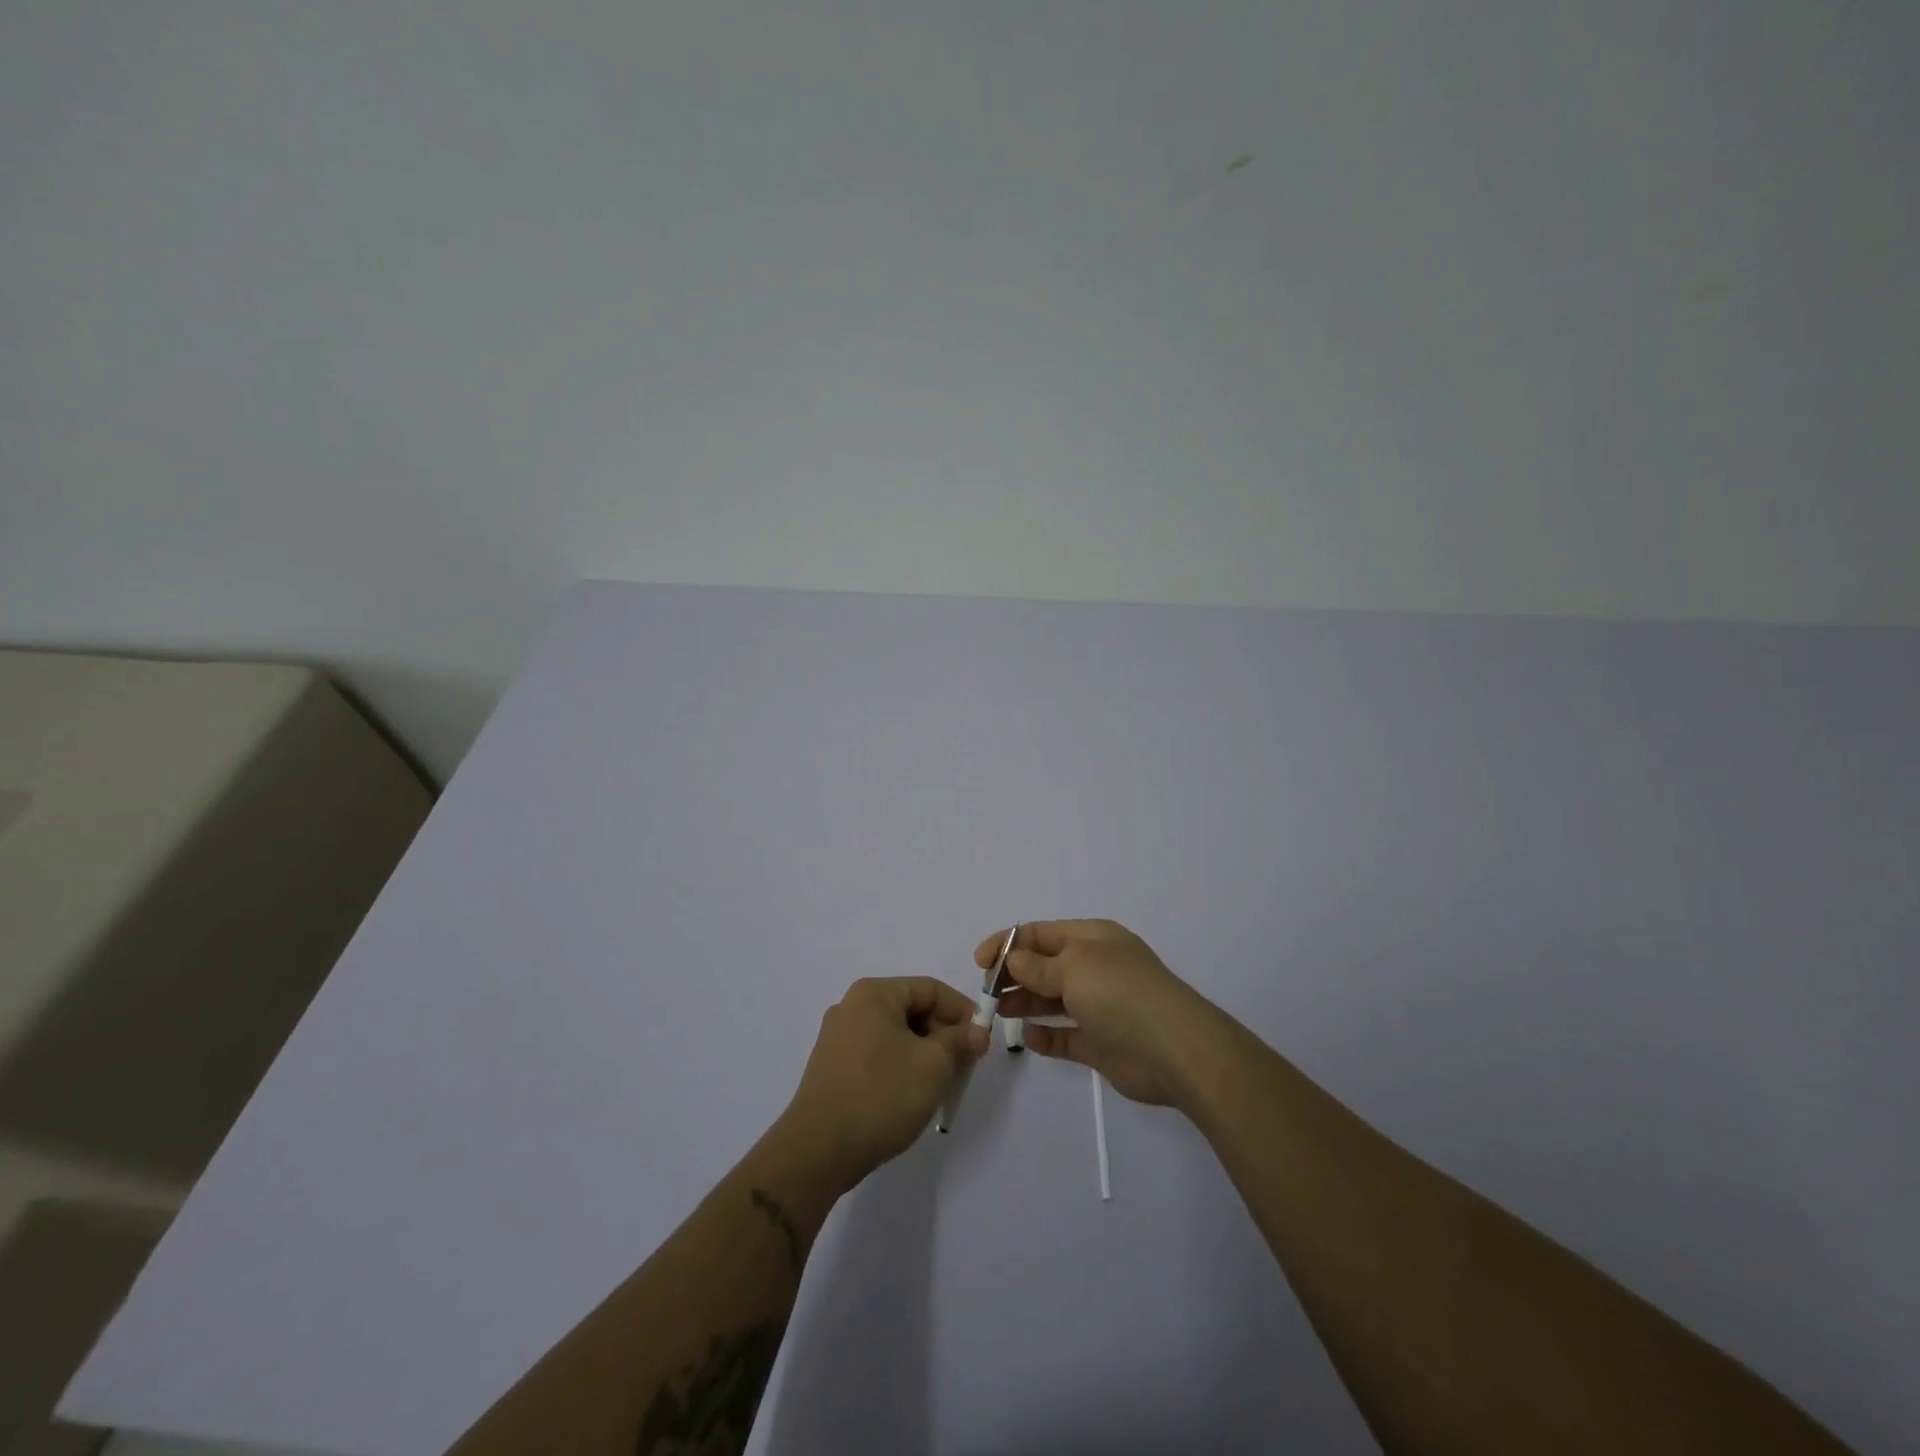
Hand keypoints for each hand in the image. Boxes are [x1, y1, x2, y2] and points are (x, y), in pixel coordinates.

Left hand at [780, 976, 988, 1191]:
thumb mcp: (933, 1065)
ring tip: (944, 1084)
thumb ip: (959, 1041)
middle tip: (967, 1065)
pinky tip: (913, 1095)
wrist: (817, 1151)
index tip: (983, 1040)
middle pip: (912, 1010)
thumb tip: (976, 1033)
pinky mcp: (833, 1068)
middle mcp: (852, 1007)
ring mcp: (838, 1039)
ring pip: (897, 1035)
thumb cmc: (880, 1095)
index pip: (930, 988)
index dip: (962, 1010)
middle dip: (944, 1035)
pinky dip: (902, 1067)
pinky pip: (879, 1055)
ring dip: (925, 1054)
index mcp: (873, 994)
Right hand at [979, 920, 1223, 1107]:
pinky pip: (1065, 1036)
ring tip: (998, 1013)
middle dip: (1014, 976)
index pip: (1041, 934)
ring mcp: (1100, 1006)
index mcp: (1092, 939)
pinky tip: (1029, 1037)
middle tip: (986, 993)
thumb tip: (1014, 959)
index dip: (1008, 943)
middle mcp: (1096, 968)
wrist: (1174, 1050)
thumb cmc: (1120, 993)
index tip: (979, 963)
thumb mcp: (1074, 967)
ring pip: (1052, 1000)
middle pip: (1045, 966)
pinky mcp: (1101, 1043)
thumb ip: (1038, 966)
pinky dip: (1046, 1035)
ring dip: (1025, 1003)